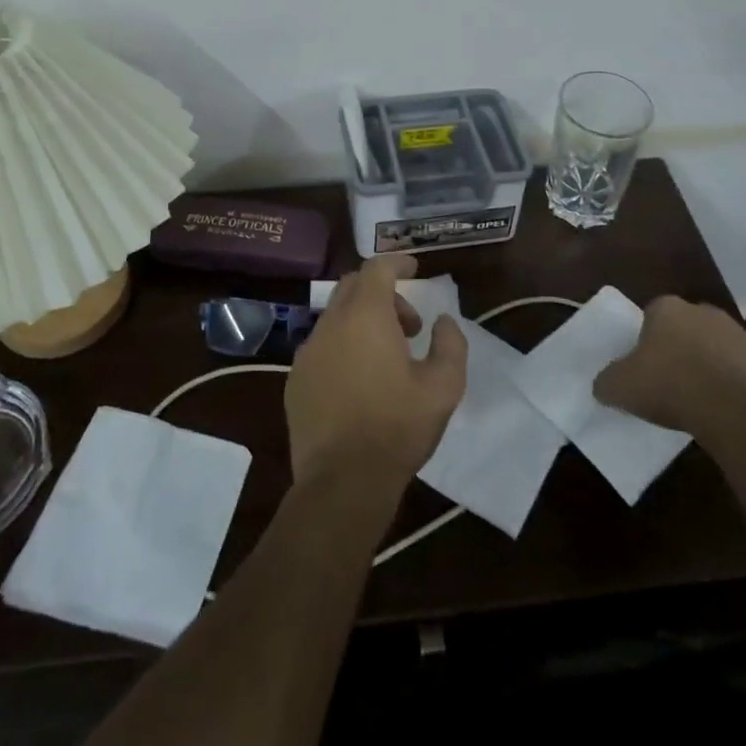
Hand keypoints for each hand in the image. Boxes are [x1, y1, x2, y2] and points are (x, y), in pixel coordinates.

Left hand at [285, 254, 467, 493]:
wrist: (342, 483)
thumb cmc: (397, 428)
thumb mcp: (444, 387)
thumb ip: (450, 344)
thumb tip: (444, 323)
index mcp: (366, 316)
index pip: (377, 268)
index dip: (397, 262)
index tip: (414, 269)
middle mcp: (331, 324)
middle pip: (353, 286)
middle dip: (383, 294)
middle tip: (409, 325)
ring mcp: (307, 352)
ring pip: (336, 317)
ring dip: (363, 322)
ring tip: (387, 359)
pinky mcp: (295, 380)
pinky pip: (321, 347)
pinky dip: (343, 347)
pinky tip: (359, 383)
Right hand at [593, 296, 745, 449]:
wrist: (735, 410)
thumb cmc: (670, 386)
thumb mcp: (621, 387)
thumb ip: (607, 381)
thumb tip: (603, 385)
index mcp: (667, 308)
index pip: (651, 316)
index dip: (647, 341)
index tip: (644, 367)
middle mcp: (703, 311)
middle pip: (686, 329)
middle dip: (680, 349)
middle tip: (670, 382)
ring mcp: (740, 335)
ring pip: (717, 349)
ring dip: (710, 367)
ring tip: (699, 401)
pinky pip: (745, 374)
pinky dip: (736, 388)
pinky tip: (727, 412)